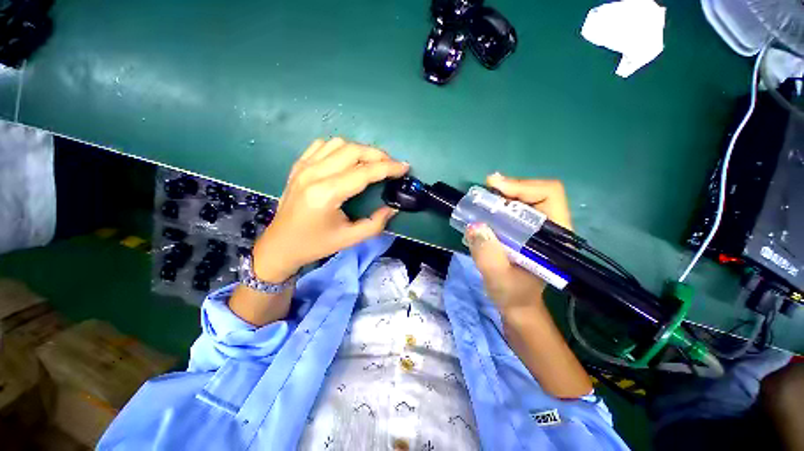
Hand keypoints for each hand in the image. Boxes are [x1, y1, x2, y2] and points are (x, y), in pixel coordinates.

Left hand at [252, 138, 408, 281]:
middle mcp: (314, 174)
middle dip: (378, 155)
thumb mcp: (349, 239)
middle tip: (391, 165)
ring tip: (373, 162)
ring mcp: (303, 166)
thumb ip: (375, 224)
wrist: (280, 245)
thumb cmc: (315, 244)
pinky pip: (322, 145)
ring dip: (360, 150)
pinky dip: (340, 148)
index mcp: (326, 194)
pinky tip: (347, 159)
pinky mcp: (298, 165)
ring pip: (338, 143)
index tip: (404, 167)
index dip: (388, 168)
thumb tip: (392, 208)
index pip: (364, 172)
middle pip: (353, 151)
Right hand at [466, 174, 571, 310]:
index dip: (523, 187)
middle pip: (537, 192)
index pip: (550, 195)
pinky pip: (515, 208)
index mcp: (555, 238)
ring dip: (503, 194)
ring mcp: (538, 228)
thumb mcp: (497, 279)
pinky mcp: (526, 230)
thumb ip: (488, 254)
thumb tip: (474, 225)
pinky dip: (500, 203)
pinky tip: (487, 207)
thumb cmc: (512, 294)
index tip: (495, 188)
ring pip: (526, 198)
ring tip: (483, 198)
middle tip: (486, 189)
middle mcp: (551, 227)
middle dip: (510, 187)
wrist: (516, 303)